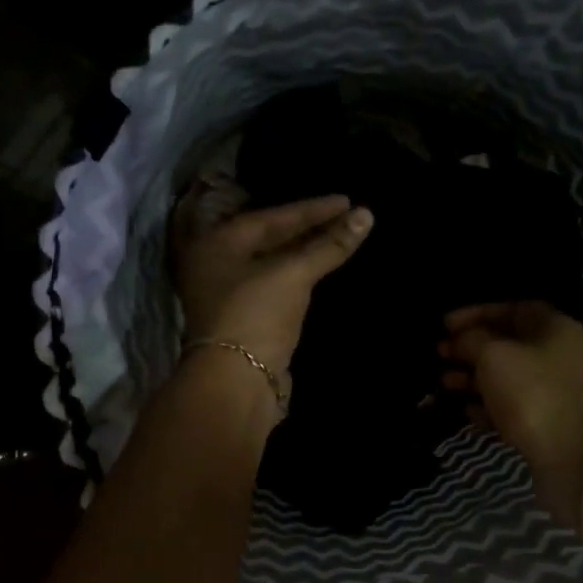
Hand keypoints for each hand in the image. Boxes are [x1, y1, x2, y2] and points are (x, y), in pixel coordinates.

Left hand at [172, 190, 374, 376]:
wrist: (236, 382)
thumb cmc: (257, 314)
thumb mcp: (294, 274)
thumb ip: (328, 245)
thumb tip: (366, 215)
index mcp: (217, 244)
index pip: (272, 217)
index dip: (312, 209)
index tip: (347, 201)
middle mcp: (216, 265)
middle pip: (269, 239)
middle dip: (309, 229)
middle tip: (347, 217)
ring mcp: (228, 295)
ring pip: (273, 264)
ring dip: (306, 253)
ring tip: (340, 238)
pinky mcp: (244, 319)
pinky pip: (276, 286)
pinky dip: (299, 276)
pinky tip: (321, 270)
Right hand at [439, 301, 582, 528]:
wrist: (576, 456)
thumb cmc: (533, 393)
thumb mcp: (494, 355)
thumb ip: (472, 339)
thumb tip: (461, 340)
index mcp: (552, 329)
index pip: (512, 309)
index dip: (477, 312)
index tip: (446, 325)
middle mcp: (556, 355)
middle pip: (507, 343)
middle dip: (470, 347)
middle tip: (440, 354)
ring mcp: (552, 391)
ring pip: (505, 377)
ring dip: (473, 377)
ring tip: (445, 383)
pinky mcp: (545, 423)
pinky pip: (510, 407)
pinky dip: (487, 406)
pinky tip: (466, 412)